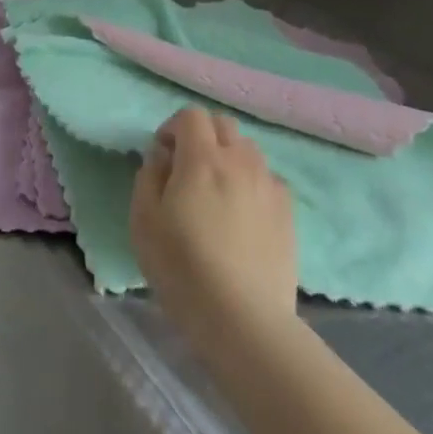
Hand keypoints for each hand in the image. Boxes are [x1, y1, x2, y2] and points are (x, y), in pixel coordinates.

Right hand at [131, 107, 297, 358]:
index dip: (172, 128)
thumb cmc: (182, 266)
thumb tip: (163, 156)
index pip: (191, 116)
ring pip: (249, 150)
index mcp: (202, 159)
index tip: (162, 156)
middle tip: (186, 168)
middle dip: (201, 135)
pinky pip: (267, 179)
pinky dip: (251, 182)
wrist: (243, 317)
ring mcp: (269, 186)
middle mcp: (241, 162)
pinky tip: (241, 214)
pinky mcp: (288, 213)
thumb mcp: (143, 219)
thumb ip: (149, 176)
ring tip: (215, 191)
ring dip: (228, 156)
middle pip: (223, 124)